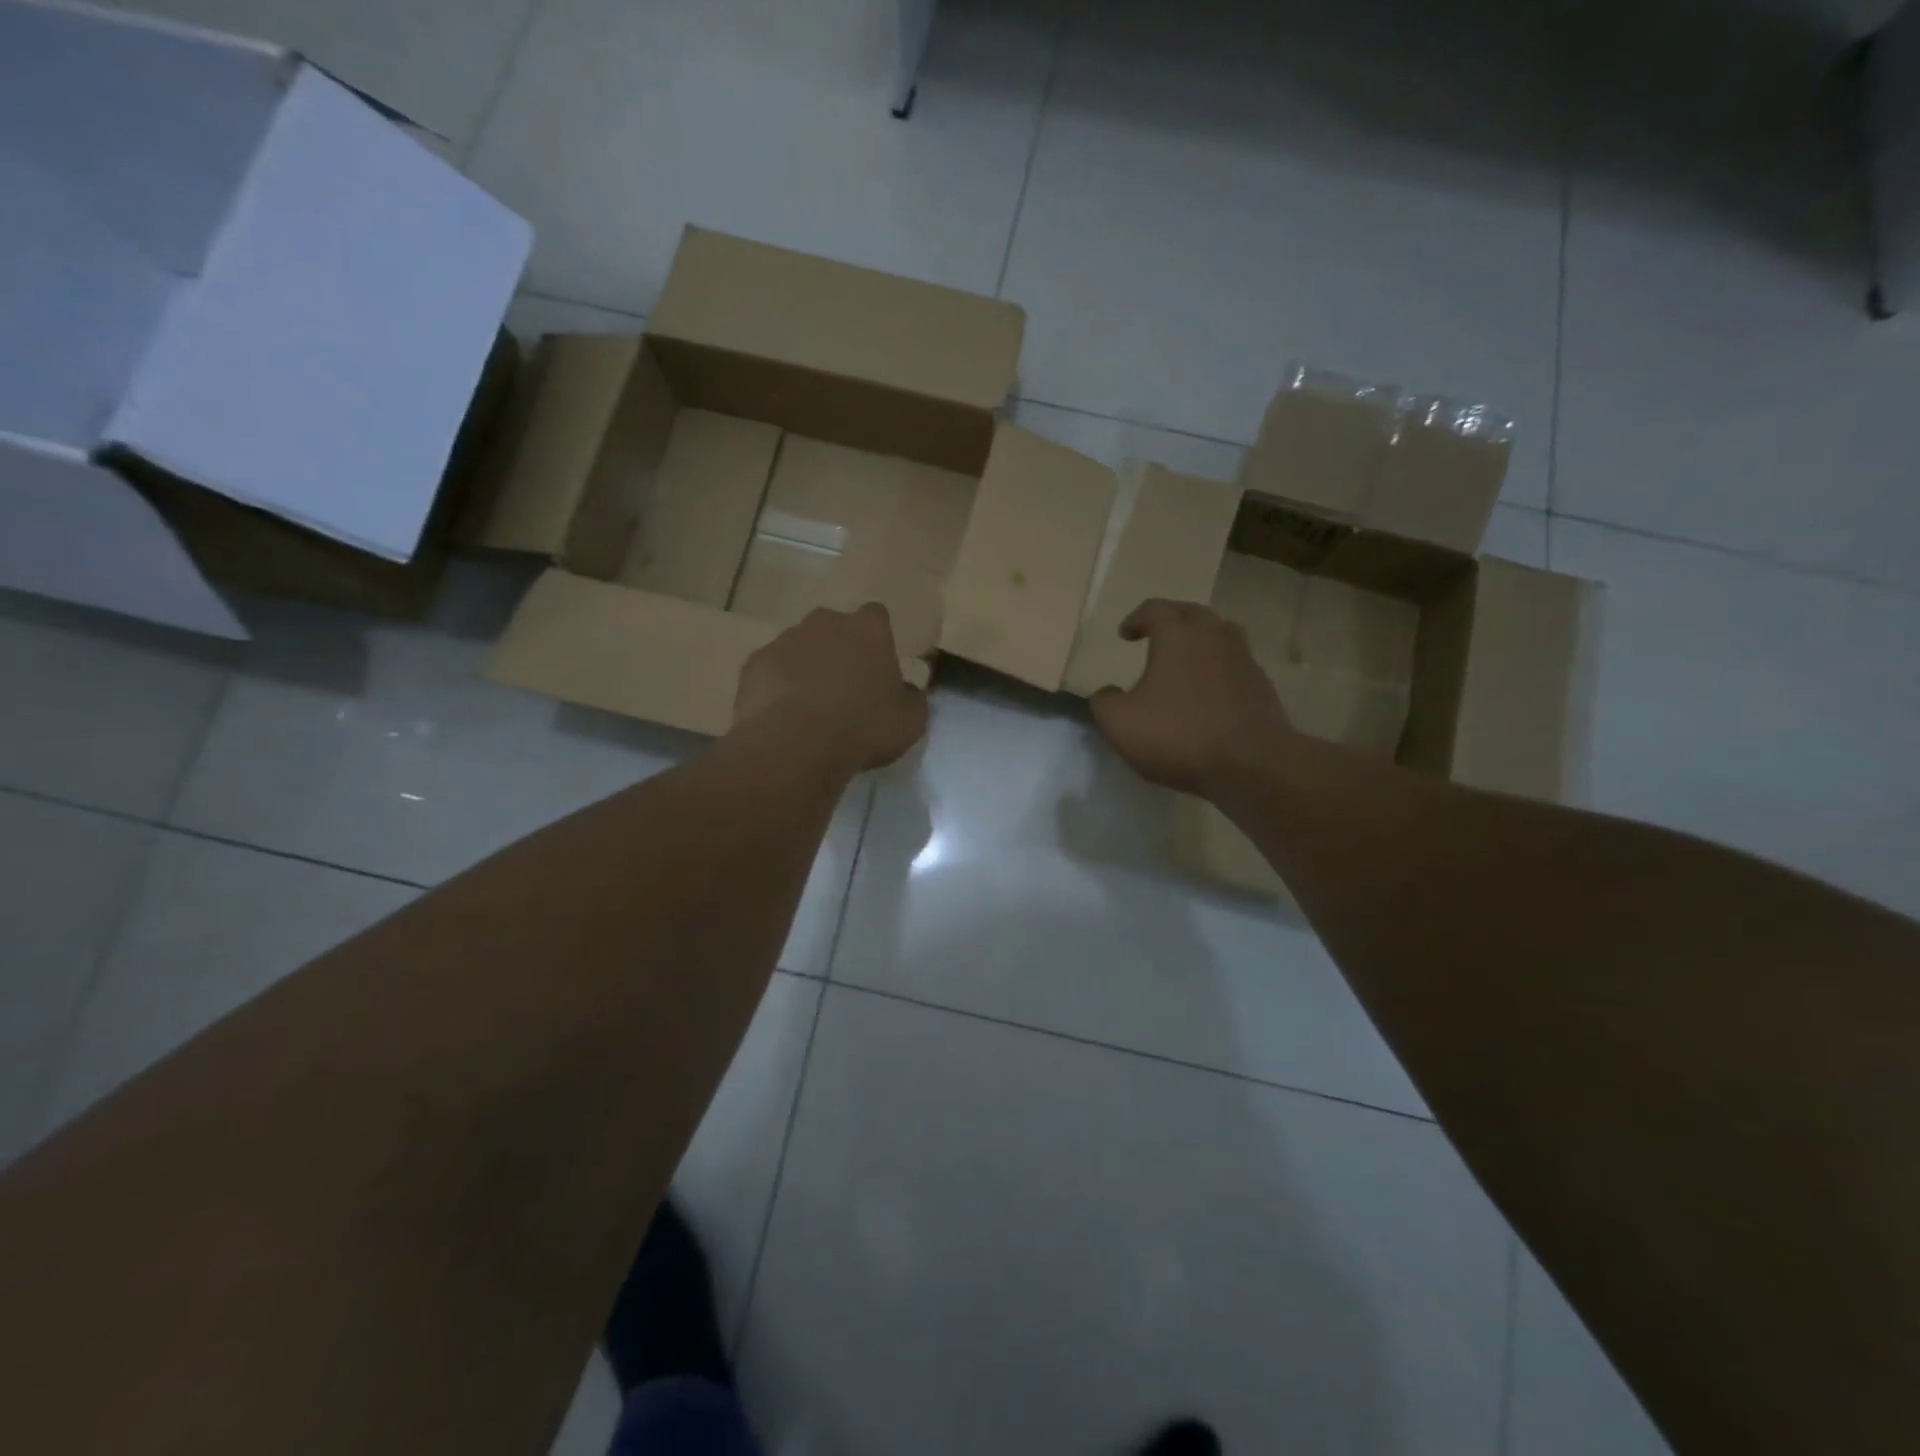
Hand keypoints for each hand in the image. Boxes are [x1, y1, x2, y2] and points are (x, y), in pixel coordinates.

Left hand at [733, 604, 928, 771]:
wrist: (796, 744)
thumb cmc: (864, 727)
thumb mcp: (910, 721)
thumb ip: (911, 699)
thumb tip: (905, 692)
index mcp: (868, 629)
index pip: (877, 617)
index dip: (877, 640)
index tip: (877, 667)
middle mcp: (825, 623)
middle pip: (835, 629)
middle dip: (839, 651)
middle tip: (845, 689)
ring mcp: (785, 640)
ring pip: (800, 648)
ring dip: (807, 668)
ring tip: (811, 709)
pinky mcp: (754, 663)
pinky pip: (772, 670)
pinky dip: (778, 686)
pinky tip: (784, 717)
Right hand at [1090, 599, 1293, 796]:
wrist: (1251, 764)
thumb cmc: (1179, 736)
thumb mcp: (1120, 724)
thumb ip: (1104, 702)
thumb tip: (1107, 694)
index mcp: (1178, 636)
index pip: (1155, 609)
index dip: (1136, 618)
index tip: (1125, 634)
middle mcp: (1214, 636)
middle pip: (1192, 613)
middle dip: (1171, 620)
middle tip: (1155, 635)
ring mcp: (1243, 659)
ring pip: (1220, 634)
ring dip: (1199, 640)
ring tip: (1184, 658)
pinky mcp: (1261, 685)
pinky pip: (1234, 663)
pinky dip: (1217, 666)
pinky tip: (1207, 691)